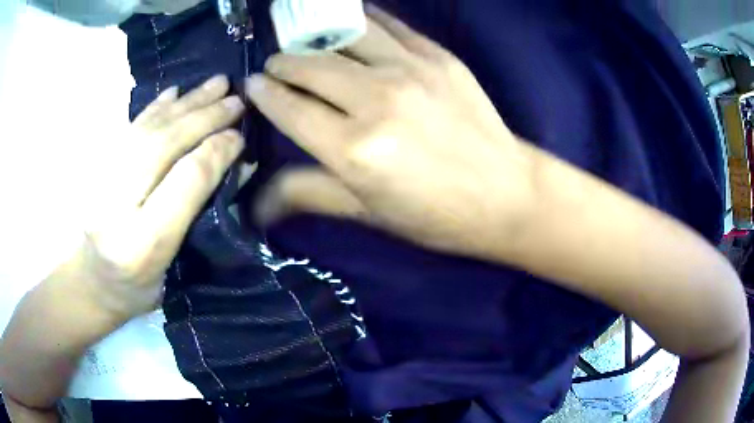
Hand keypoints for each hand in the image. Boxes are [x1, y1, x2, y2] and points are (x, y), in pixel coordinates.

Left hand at [77, 75, 244, 320]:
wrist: (92, 281)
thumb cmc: (139, 286)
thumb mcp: (176, 263)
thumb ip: (201, 212)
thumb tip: (236, 165)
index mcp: (141, 243)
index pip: (184, 183)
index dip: (215, 153)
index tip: (240, 136)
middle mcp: (115, 206)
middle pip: (163, 147)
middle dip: (203, 119)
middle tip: (236, 100)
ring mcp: (100, 181)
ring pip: (148, 129)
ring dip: (185, 102)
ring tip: (216, 82)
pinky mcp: (97, 167)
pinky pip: (130, 128)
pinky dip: (155, 107)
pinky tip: (175, 92)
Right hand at [246, 6, 534, 256]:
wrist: (506, 194)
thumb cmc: (436, 215)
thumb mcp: (368, 212)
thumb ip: (307, 193)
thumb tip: (256, 204)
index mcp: (352, 150)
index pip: (288, 108)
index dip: (264, 94)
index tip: (253, 86)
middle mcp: (375, 100)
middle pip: (308, 65)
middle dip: (282, 64)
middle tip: (278, 68)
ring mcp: (409, 70)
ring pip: (341, 36)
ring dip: (314, 39)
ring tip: (306, 45)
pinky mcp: (437, 56)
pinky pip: (387, 25)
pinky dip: (359, 21)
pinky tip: (347, 24)